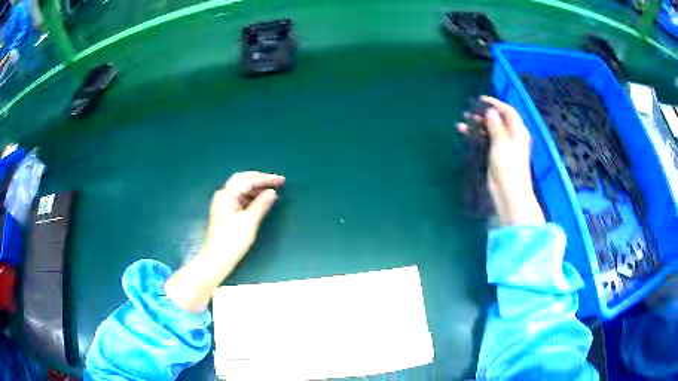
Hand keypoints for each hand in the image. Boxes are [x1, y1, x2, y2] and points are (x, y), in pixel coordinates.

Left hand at [201, 171, 285, 266]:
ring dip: (256, 188)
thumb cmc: (232, 240)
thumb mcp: (249, 221)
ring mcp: (223, 203)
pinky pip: (240, 198)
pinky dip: (251, 197)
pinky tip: (260, 201)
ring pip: (241, 189)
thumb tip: (272, 192)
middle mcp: (223, 195)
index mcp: (227, 194)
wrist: (217, 259)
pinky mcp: (225, 212)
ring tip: (271, 191)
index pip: (248, 180)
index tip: (282, 180)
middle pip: (242, 180)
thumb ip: (261, 204)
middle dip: (260, 179)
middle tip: (276, 181)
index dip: (266, 179)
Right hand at [458, 96, 544, 224]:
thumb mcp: (502, 143)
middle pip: (499, 120)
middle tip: (468, 113)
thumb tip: (491, 111)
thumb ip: (496, 126)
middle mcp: (513, 137)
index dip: (495, 103)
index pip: (508, 111)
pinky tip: (466, 136)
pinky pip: (488, 142)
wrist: (509, 195)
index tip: (480, 100)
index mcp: (518, 132)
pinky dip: (478, 138)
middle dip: (483, 115)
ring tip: (462, 125)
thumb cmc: (508, 167)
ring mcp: (506, 148)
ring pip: (491, 131)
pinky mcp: (498, 158)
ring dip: (477, 127)